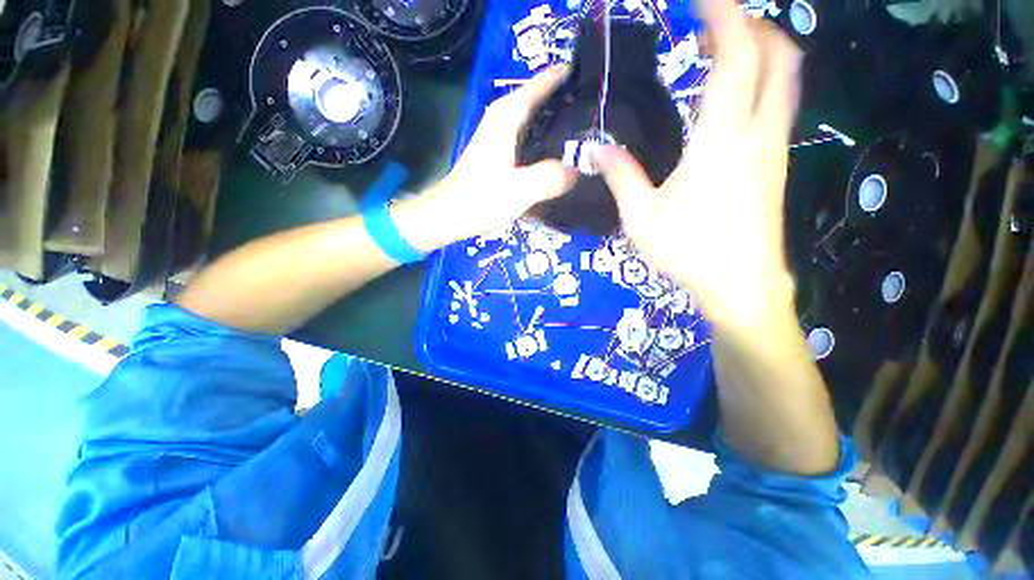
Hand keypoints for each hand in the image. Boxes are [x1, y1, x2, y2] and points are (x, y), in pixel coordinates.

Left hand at [397, 67, 577, 251]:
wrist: (448, 216)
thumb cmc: (479, 200)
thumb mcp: (520, 190)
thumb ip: (552, 177)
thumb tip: (579, 170)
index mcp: (507, 116)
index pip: (542, 83)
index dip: (567, 77)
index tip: (595, 80)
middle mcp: (504, 120)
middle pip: (541, 102)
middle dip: (569, 104)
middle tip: (599, 116)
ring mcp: (501, 139)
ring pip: (536, 123)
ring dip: (558, 127)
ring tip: (588, 136)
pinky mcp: (500, 157)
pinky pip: (530, 142)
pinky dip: (546, 146)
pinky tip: (562, 160)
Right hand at [592, 0, 802, 332]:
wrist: (741, 285)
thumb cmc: (689, 251)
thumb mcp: (640, 216)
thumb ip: (620, 176)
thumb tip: (595, 149)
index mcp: (722, 138)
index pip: (737, 54)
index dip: (724, 15)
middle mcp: (758, 132)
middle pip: (777, 54)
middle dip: (751, 25)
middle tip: (713, 24)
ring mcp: (773, 148)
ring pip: (785, 78)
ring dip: (760, 51)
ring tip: (720, 53)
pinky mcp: (775, 165)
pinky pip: (778, 105)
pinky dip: (762, 83)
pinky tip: (734, 98)